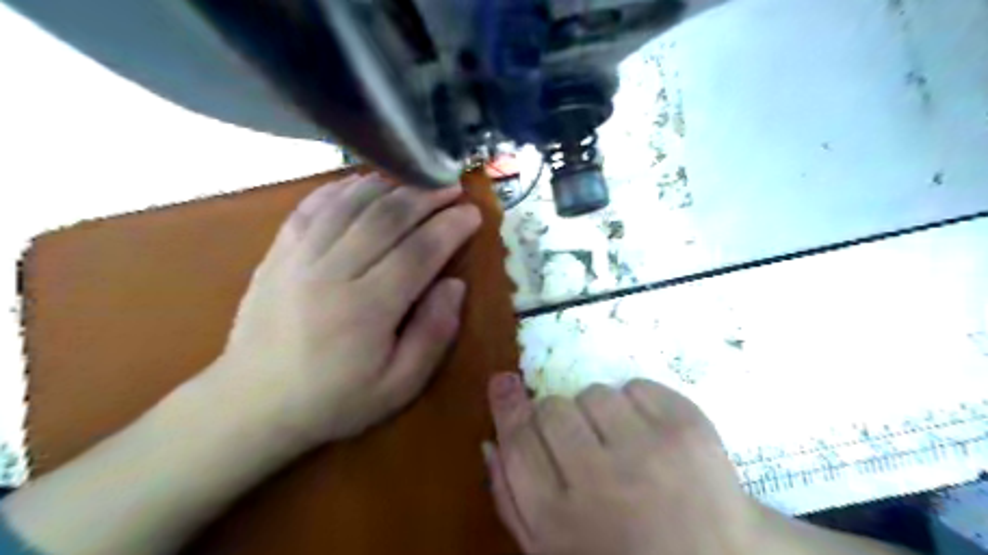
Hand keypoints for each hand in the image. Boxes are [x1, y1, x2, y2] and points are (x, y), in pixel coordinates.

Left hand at [212, 173, 481, 451]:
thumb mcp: (399, 386)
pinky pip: (312, 207)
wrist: (252, 404)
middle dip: (426, 197)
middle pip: (386, 218)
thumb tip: (455, 284)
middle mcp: (332, 273)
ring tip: (416, 180)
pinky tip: (363, 183)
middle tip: (451, 187)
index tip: (473, 212)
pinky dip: (341, 188)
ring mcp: (299, 258)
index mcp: (367, 309)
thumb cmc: (334, 400)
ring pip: (350, 204)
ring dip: (389, 186)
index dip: (450, 227)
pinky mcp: (278, 253)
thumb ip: (434, 334)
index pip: (418, 252)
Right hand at [485, 373, 762, 554]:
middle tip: (581, 443)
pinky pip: (637, 386)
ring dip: (599, 413)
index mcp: (560, 522)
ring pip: (594, 393)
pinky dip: (637, 403)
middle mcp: (600, 482)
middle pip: (552, 409)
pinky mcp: (688, 428)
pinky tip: (649, 436)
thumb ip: (514, 501)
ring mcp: (648, 452)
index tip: (503, 382)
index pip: (518, 442)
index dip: (507, 406)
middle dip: (558, 419)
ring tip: (621, 444)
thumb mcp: (554, 552)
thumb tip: (492, 441)